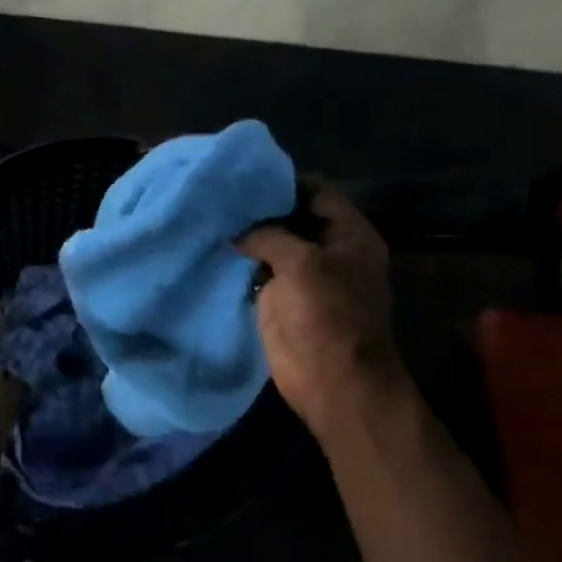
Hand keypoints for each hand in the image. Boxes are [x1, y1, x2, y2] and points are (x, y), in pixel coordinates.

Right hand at [237, 183, 398, 437]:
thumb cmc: (325, 317)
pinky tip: (215, 253)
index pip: (317, 192)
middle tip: (220, 199)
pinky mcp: (285, 301)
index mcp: (350, 235)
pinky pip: (261, 274)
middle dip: (260, 211)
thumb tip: (240, 231)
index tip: (245, 179)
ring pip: (275, 246)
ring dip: (248, 238)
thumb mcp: (301, 264)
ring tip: (211, 221)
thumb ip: (270, 235)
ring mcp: (307, 278)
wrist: (332, 382)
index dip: (283, 183)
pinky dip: (242, 265)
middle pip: (294, 218)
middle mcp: (331, 251)